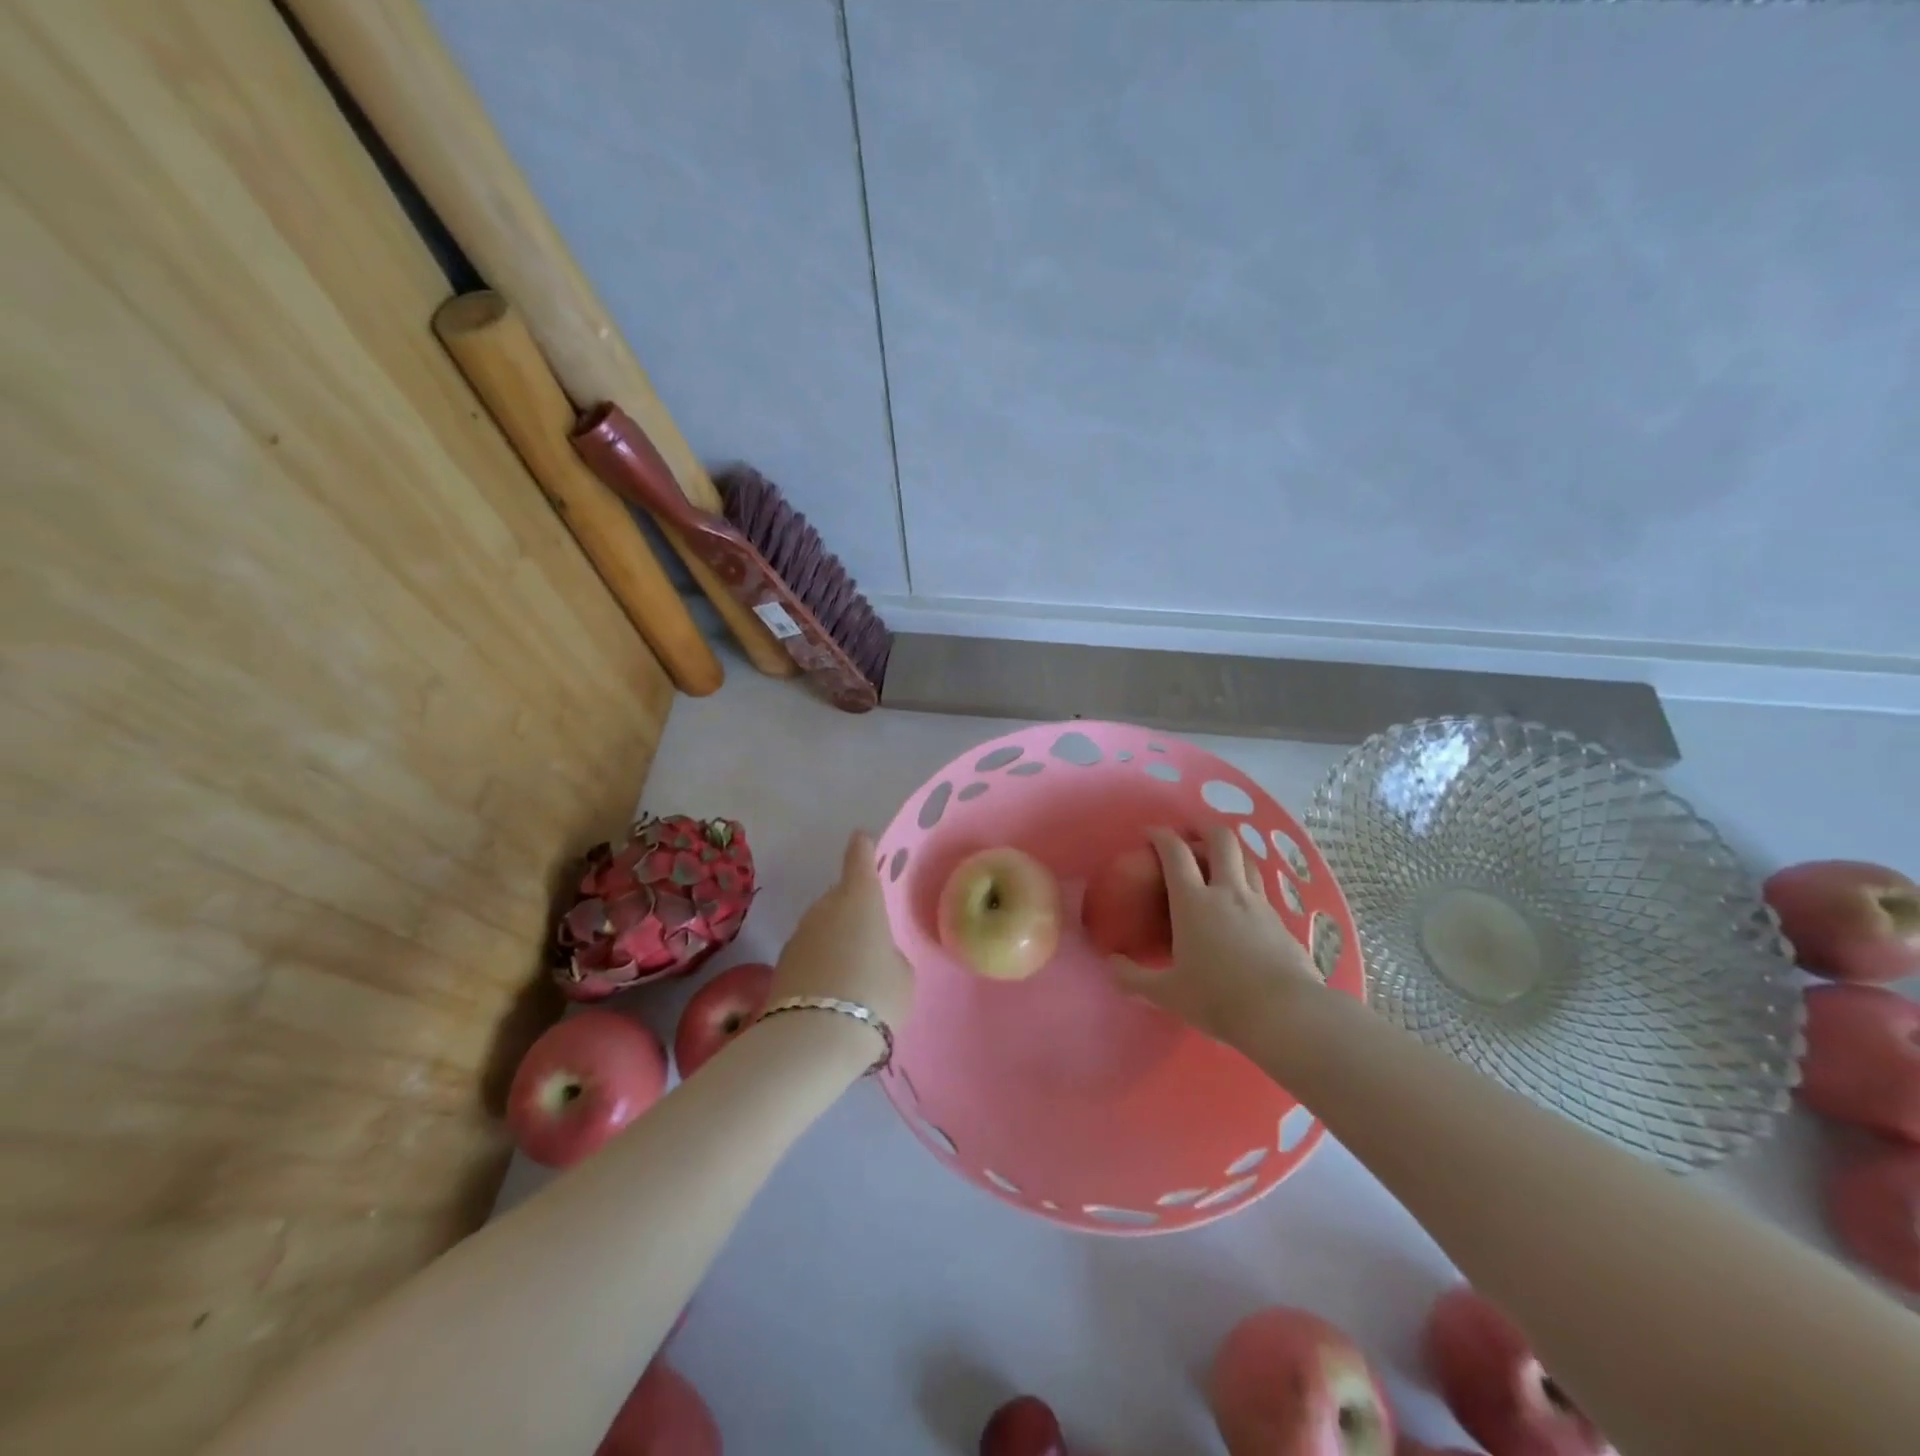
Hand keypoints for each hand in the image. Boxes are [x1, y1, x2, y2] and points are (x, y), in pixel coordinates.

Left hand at [771, 830, 914, 1038]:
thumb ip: (890, 956)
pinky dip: (820, 964)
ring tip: (852, 973)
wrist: (813, 1038)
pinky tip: (831, 992)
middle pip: (840, 897)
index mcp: (860, 899)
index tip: (862, 840)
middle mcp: (825, 907)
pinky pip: (809, 954)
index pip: (859, 859)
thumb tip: (874, 956)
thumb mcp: (902, 975)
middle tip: (870, 938)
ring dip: (835, 940)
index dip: (863, 849)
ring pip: (822, 927)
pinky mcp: (781, 964)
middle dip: (853, 910)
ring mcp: (799, 934)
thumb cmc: (874, 995)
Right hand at [1111, 825, 1321, 1047]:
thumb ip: (1133, 978)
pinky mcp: (1281, 922)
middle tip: (1190, 834)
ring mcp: (1259, 904)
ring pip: (1246, 859)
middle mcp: (1227, 892)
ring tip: (1218, 861)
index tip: (1150, 832)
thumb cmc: (1218, 999)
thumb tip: (1111, 964)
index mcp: (1193, 903)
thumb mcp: (1167, 993)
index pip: (1175, 853)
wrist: (1285, 1014)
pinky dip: (1247, 884)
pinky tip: (1241, 904)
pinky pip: (1261, 889)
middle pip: (1221, 840)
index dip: (1161, 836)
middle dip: (1203, 828)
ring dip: (1230, 852)